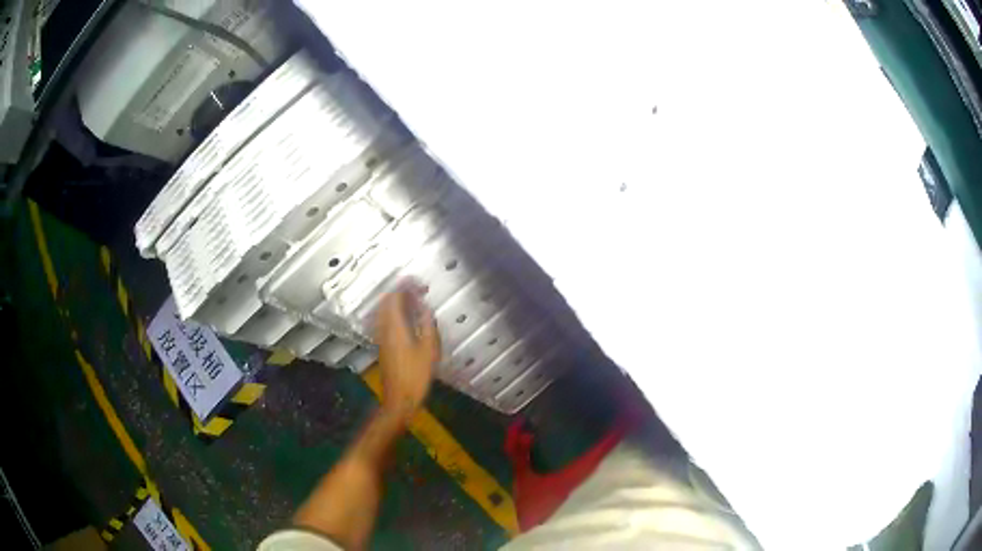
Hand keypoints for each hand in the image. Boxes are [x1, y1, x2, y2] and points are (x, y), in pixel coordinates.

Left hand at [375, 284, 440, 422]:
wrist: (399, 399)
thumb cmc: (416, 376)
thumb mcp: (429, 350)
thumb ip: (427, 325)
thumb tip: (425, 307)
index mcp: (395, 327)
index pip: (395, 298)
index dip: (405, 286)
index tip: (418, 281)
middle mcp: (384, 329)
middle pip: (386, 302)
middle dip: (400, 291)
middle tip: (417, 289)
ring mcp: (381, 337)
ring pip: (384, 311)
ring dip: (396, 302)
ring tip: (413, 300)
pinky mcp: (383, 346)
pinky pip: (385, 320)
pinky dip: (394, 313)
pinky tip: (406, 318)